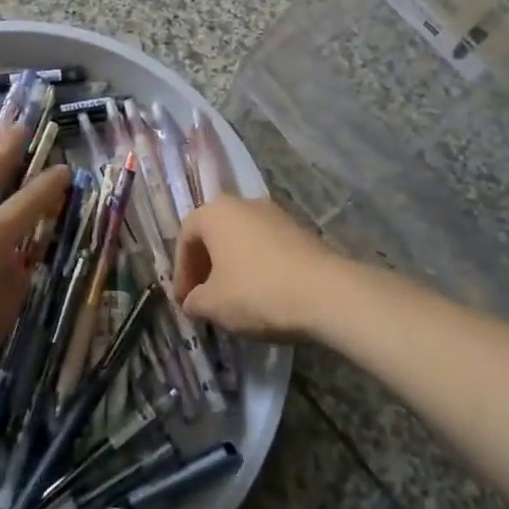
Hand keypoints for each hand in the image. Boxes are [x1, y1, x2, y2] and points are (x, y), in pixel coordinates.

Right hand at [173, 195, 350, 341]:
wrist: (327, 293)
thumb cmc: (258, 292)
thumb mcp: (214, 305)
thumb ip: (195, 301)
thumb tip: (193, 301)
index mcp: (215, 212)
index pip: (186, 237)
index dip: (182, 271)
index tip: (185, 300)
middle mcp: (243, 203)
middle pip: (215, 233)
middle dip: (206, 265)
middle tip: (204, 297)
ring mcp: (275, 214)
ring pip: (241, 238)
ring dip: (232, 265)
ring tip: (233, 297)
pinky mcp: (300, 230)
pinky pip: (266, 246)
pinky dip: (257, 265)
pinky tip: (262, 293)